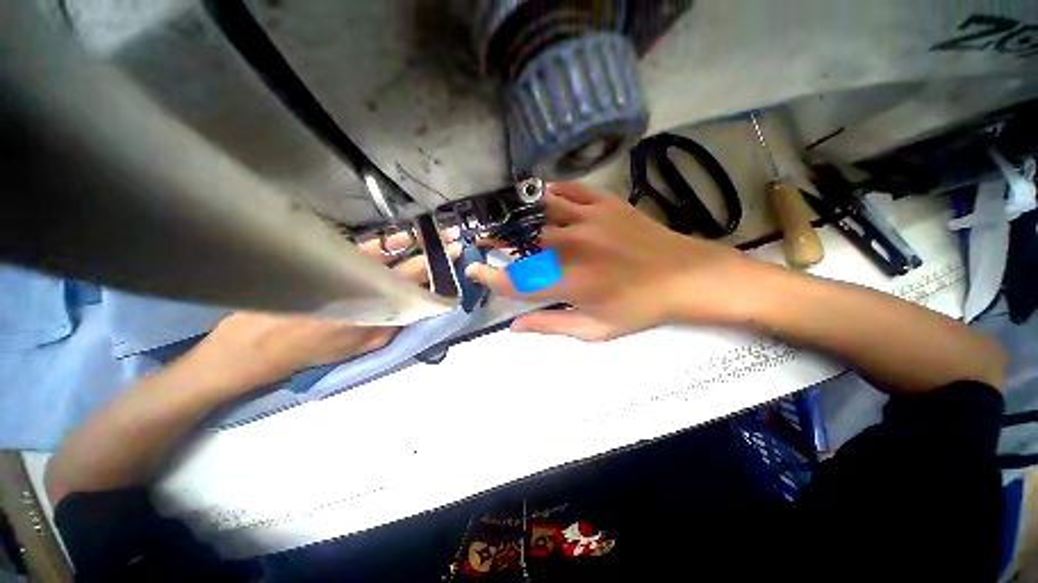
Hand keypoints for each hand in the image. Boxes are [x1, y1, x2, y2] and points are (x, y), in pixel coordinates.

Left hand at [180, 235, 430, 392]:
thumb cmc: (313, 350)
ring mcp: (353, 270)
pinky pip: (368, 249)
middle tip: (455, 243)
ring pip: (393, 253)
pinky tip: (403, 238)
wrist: (257, 343)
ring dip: (419, 245)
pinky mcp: (334, 261)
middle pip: (412, 266)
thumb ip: (394, 327)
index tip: (456, 264)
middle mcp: (371, 286)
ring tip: (440, 236)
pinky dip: (389, 243)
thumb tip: (416, 310)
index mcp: (381, 309)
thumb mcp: (361, 347)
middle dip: (437, 255)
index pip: (419, 288)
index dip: (440, 276)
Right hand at [465, 182, 762, 340]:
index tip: (473, 268)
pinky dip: (550, 194)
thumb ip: (551, 325)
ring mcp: (589, 220)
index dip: (489, 276)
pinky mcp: (605, 203)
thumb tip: (514, 327)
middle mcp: (573, 248)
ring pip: (540, 211)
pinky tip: (544, 200)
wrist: (685, 277)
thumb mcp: (595, 328)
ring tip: (509, 219)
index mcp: (570, 283)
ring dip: (521, 216)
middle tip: (487, 241)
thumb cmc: (639, 308)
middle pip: (523, 241)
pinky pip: (568, 191)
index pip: (516, 280)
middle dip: (499, 242)